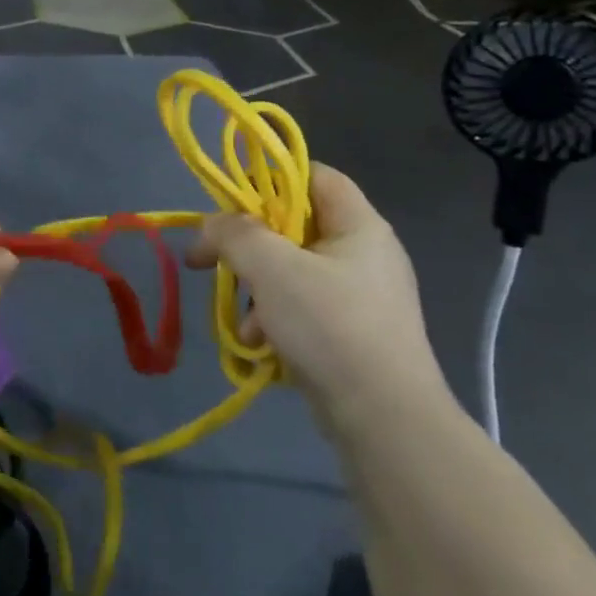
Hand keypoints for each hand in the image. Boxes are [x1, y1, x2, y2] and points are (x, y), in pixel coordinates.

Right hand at [184, 164, 446, 432]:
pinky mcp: (351, 333)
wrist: (385, 420)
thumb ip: (233, 233)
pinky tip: (259, 344)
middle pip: (293, 227)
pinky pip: (301, 309)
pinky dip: (274, 320)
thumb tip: (210, 226)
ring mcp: (360, 297)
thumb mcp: (271, 267)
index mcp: (359, 225)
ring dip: (257, 291)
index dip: (271, 178)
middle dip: (251, 248)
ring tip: (244, 322)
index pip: (314, 175)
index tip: (231, 203)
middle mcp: (364, 254)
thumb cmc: (330, 326)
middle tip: (217, 261)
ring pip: (291, 272)